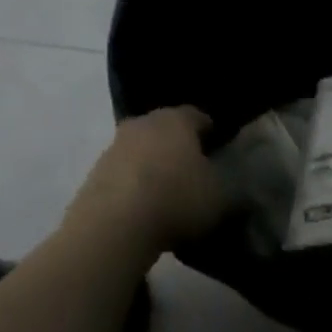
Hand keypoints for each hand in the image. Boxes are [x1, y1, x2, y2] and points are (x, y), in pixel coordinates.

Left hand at [65, 107, 228, 258]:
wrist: (118, 216)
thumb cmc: (177, 197)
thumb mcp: (219, 197)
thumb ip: (229, 185)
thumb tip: (230, 180)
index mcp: (176, 119)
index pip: (197, 116)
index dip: (209, 131)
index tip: (218, 147)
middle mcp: (145, 120)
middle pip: (167, 127)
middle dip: (179, 144)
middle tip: (194, 169)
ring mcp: (119, 140)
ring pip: (144, 145)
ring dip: (155, 161)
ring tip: (169, 189)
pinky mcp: (101, 164)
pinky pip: (127, 167)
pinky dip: (137, 179)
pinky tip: (145, 202)